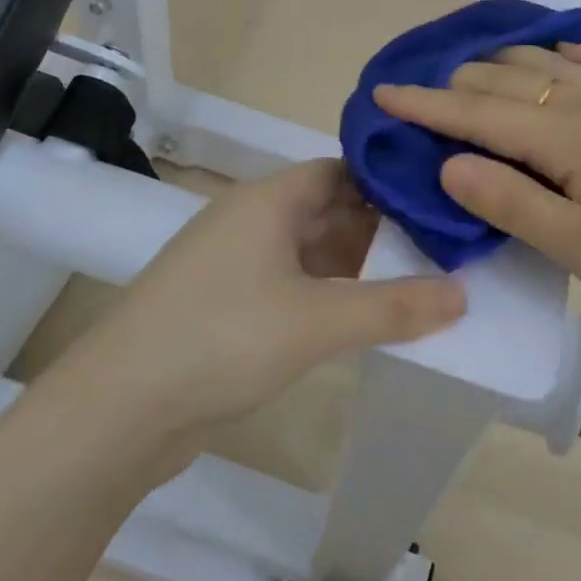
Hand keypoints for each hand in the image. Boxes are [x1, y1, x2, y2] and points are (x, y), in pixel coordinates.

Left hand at [71, 160, 463, 438]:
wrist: (117, 409)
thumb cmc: (221, 338)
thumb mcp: (317, 321)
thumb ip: (394, 308)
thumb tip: (463, 294)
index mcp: (268, 201)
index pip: (340, 171)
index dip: (387, 182)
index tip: (437, 201)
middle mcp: (250, 220)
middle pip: (327, 210)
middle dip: (380, 229)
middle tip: (440, 249)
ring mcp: (234, 263)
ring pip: (309, 250)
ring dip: (354, 267)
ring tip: (414, 284)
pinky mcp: (226, 305)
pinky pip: (290, 285)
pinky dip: (326, 296)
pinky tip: (360, 320)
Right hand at [373, 43, 580, 339]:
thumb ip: (512, 203)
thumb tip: (449, 162)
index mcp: (569, 136)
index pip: (478, 113)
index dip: (424, 104)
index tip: (380, 92)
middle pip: (505, 80)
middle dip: (453, 86)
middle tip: (415, 101)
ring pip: (546, 63)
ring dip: (499, 65)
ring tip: (467, 78)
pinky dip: (565, 52)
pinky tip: (558, 53)